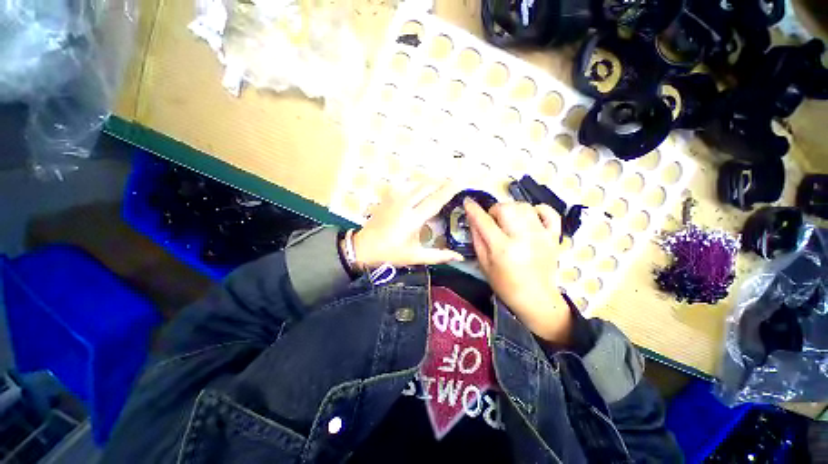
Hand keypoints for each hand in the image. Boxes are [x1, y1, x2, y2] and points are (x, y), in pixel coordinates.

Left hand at [348, 181, 464, 268]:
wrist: (363, 247)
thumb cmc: (390, 253)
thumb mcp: (415, 256)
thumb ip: (439, 256)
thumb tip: (459, 257)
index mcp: (413, 219)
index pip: (435, 200)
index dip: (449, 190)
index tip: (461, 182)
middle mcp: (405, 204)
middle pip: (427, 187)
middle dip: (442, 183)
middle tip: (454, 185)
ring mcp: (395, 198)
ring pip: (417, 184)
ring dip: (431, 183)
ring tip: (441, 186)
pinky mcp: (388, 197)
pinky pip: (407, 186)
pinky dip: (418, 185)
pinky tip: (422, 189)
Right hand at [464, 199, 572, 343]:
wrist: (536, 298)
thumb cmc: (505, 284)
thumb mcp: (484, 264)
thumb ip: (477, 239)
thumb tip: (472, 218)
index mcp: (503, 248)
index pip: (484, 221)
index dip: (473, 209)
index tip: (468, 202)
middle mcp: (523, 238)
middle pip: (506, 208)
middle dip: (494, 210)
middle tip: (492, 221)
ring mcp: (541, 236)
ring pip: (524, 207)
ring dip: (512, 209)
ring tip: (508, 220)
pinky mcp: (553, 237)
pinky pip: (549, 213)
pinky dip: (538, 209)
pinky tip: (529, 216)